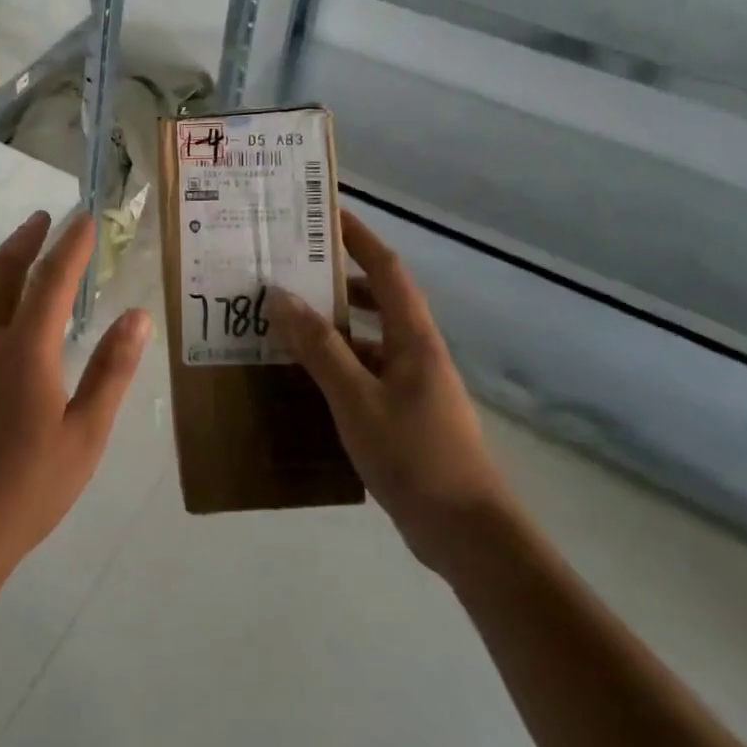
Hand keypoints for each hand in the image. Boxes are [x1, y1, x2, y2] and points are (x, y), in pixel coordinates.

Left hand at [0, 210, 151, 603]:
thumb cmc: (22, 493)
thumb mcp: (84, 438)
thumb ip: (111, 373)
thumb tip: (138, 316)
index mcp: (26, 351)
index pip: (53, 279)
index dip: (71, 245)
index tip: (84, 219)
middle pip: (1, 273)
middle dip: (24, 240)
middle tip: (40, 218)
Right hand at [269, 210, 510, 577]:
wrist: (466, 532)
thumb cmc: (414, 455)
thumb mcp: (356, 398)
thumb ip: (318, 347)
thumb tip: (280, 295)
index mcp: (413, 337)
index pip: (386, 268)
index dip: (359, 237)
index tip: (325, 214)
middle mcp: (415, 351)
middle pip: (377, 298)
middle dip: (338, 278)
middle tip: (290, 268)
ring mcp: (412, 384)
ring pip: (368, 337)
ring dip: (333, 324)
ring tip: (285, 319)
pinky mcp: (404, 414)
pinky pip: (364, 371)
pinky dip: (336, 363)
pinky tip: (304, 377)